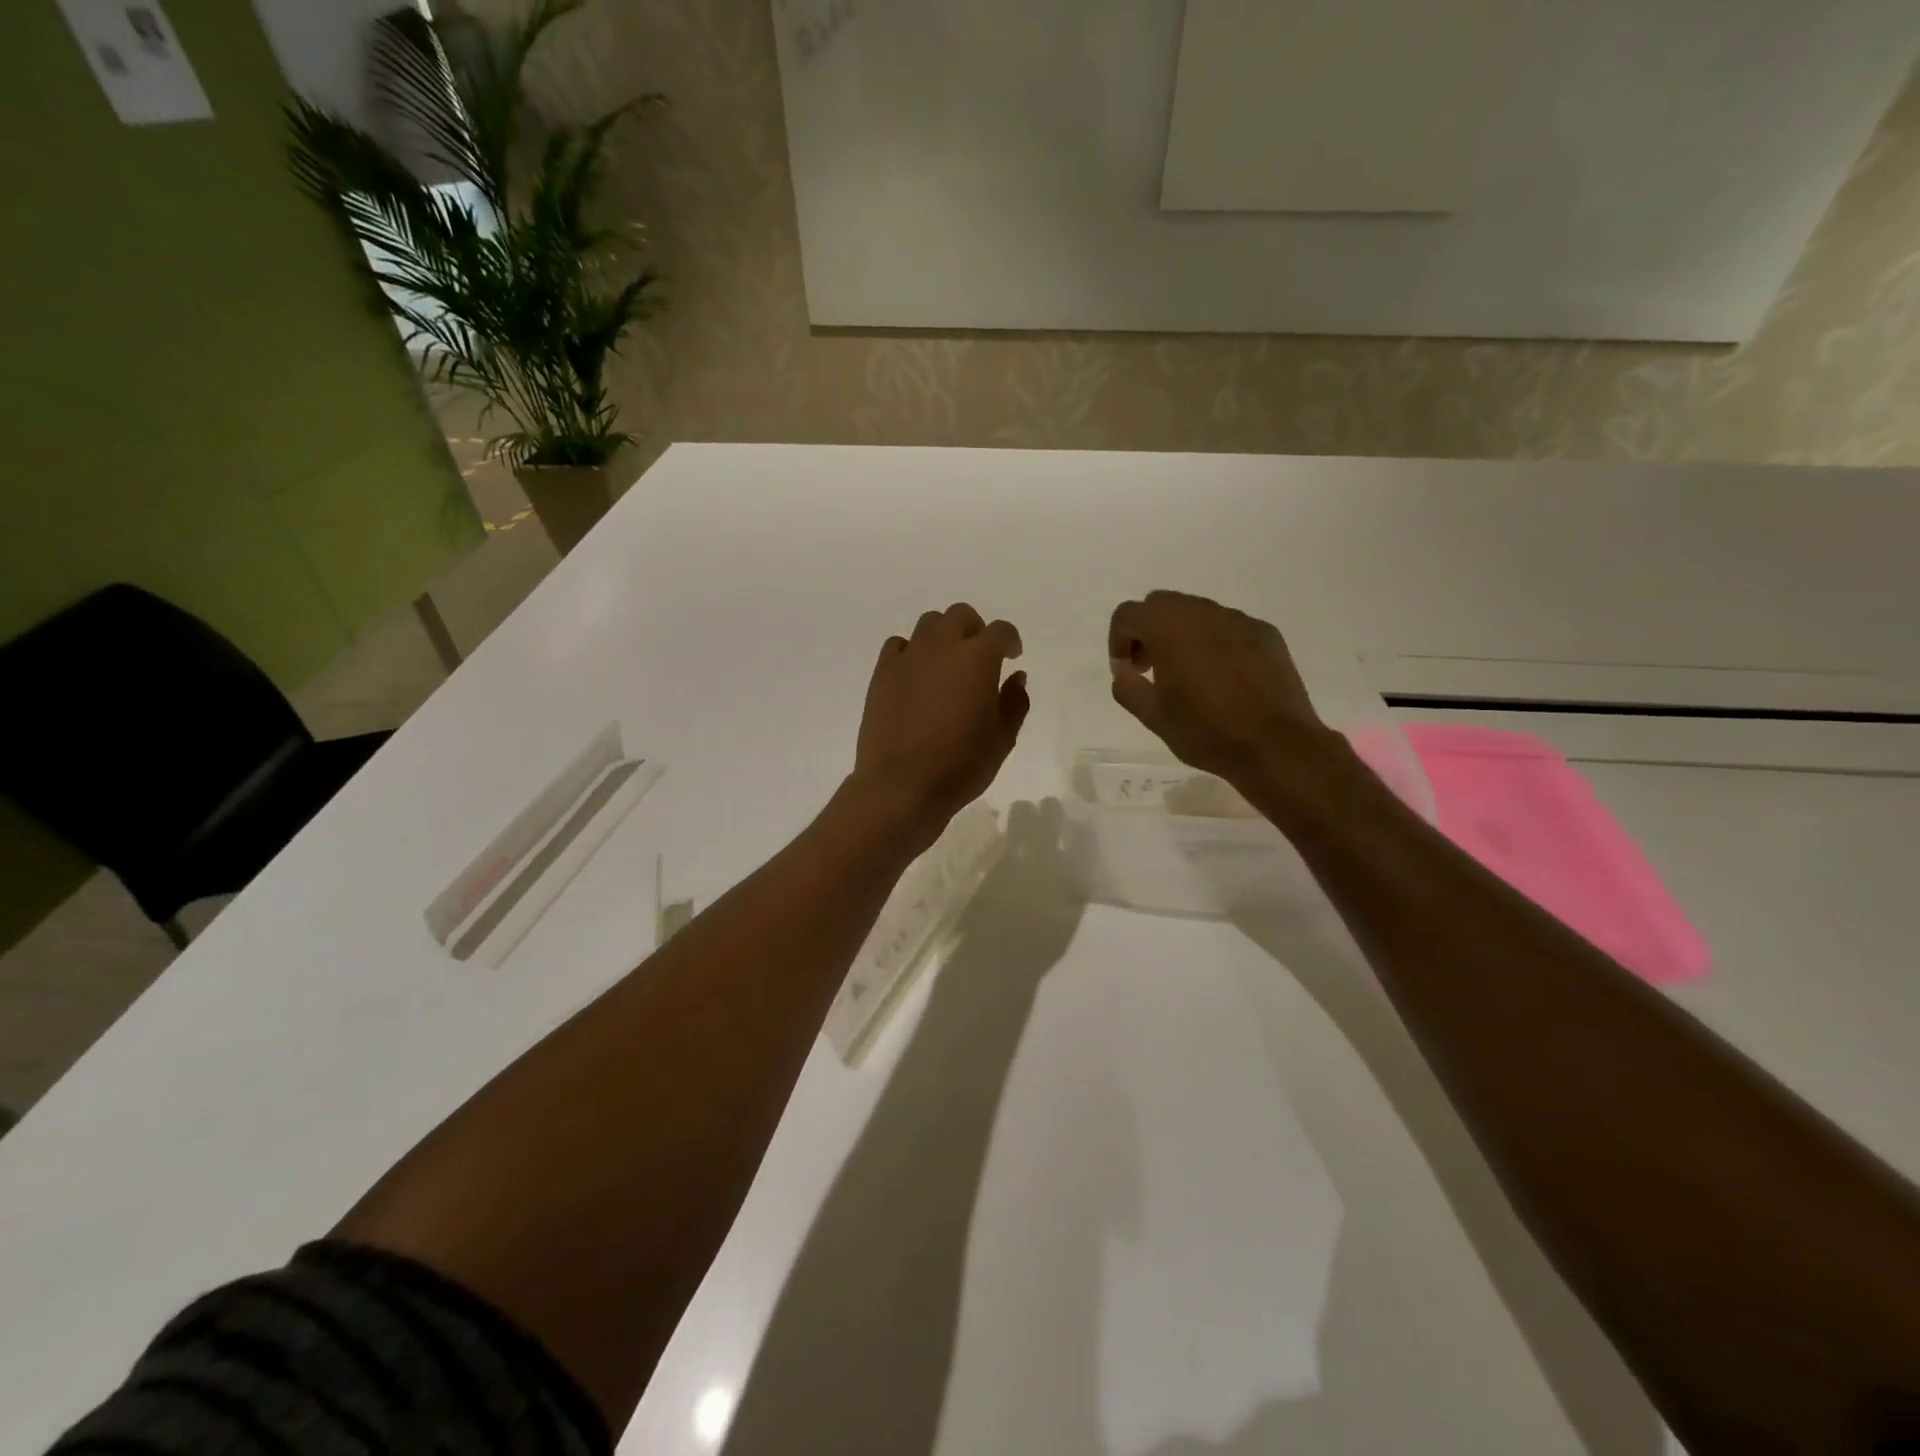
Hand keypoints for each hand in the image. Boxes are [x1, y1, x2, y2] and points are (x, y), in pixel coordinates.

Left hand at [851, 604, 1028, 843]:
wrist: (901, 786)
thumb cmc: (960, 766)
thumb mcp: (1002, 739)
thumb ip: (1014, 702)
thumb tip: (1016, 677)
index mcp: (977, 659)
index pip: (1000, 631)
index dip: (1010, 641)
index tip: (1013, 657)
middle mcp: (942, 647)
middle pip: (960, 615)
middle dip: (975, 630)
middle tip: (980, 657)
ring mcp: (908, 657)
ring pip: (929, 624)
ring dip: (944, 636)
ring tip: (947, 664)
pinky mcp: (882, 673)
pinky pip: (899, 645)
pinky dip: (912, 651)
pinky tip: (916, 674)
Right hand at [1107, 591, 1335, 789]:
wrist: (1275, 745)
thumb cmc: (1205, 730)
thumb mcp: (1152, 715)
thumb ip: (1127, 686)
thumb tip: (1124, 671)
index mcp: (1168, 626)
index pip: (1128, 614)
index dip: (1119, 641)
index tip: (1128, 671)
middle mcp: (1202, 611)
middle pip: (1162, 605)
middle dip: (1149, 632)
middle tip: (1151, 669)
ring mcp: (1238, 619)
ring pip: (1197, 613)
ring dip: (1182, 635)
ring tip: (1188, 676)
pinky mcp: (1266, 633)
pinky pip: (1229, 628)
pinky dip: (1215, 643)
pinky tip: (1224, 679)